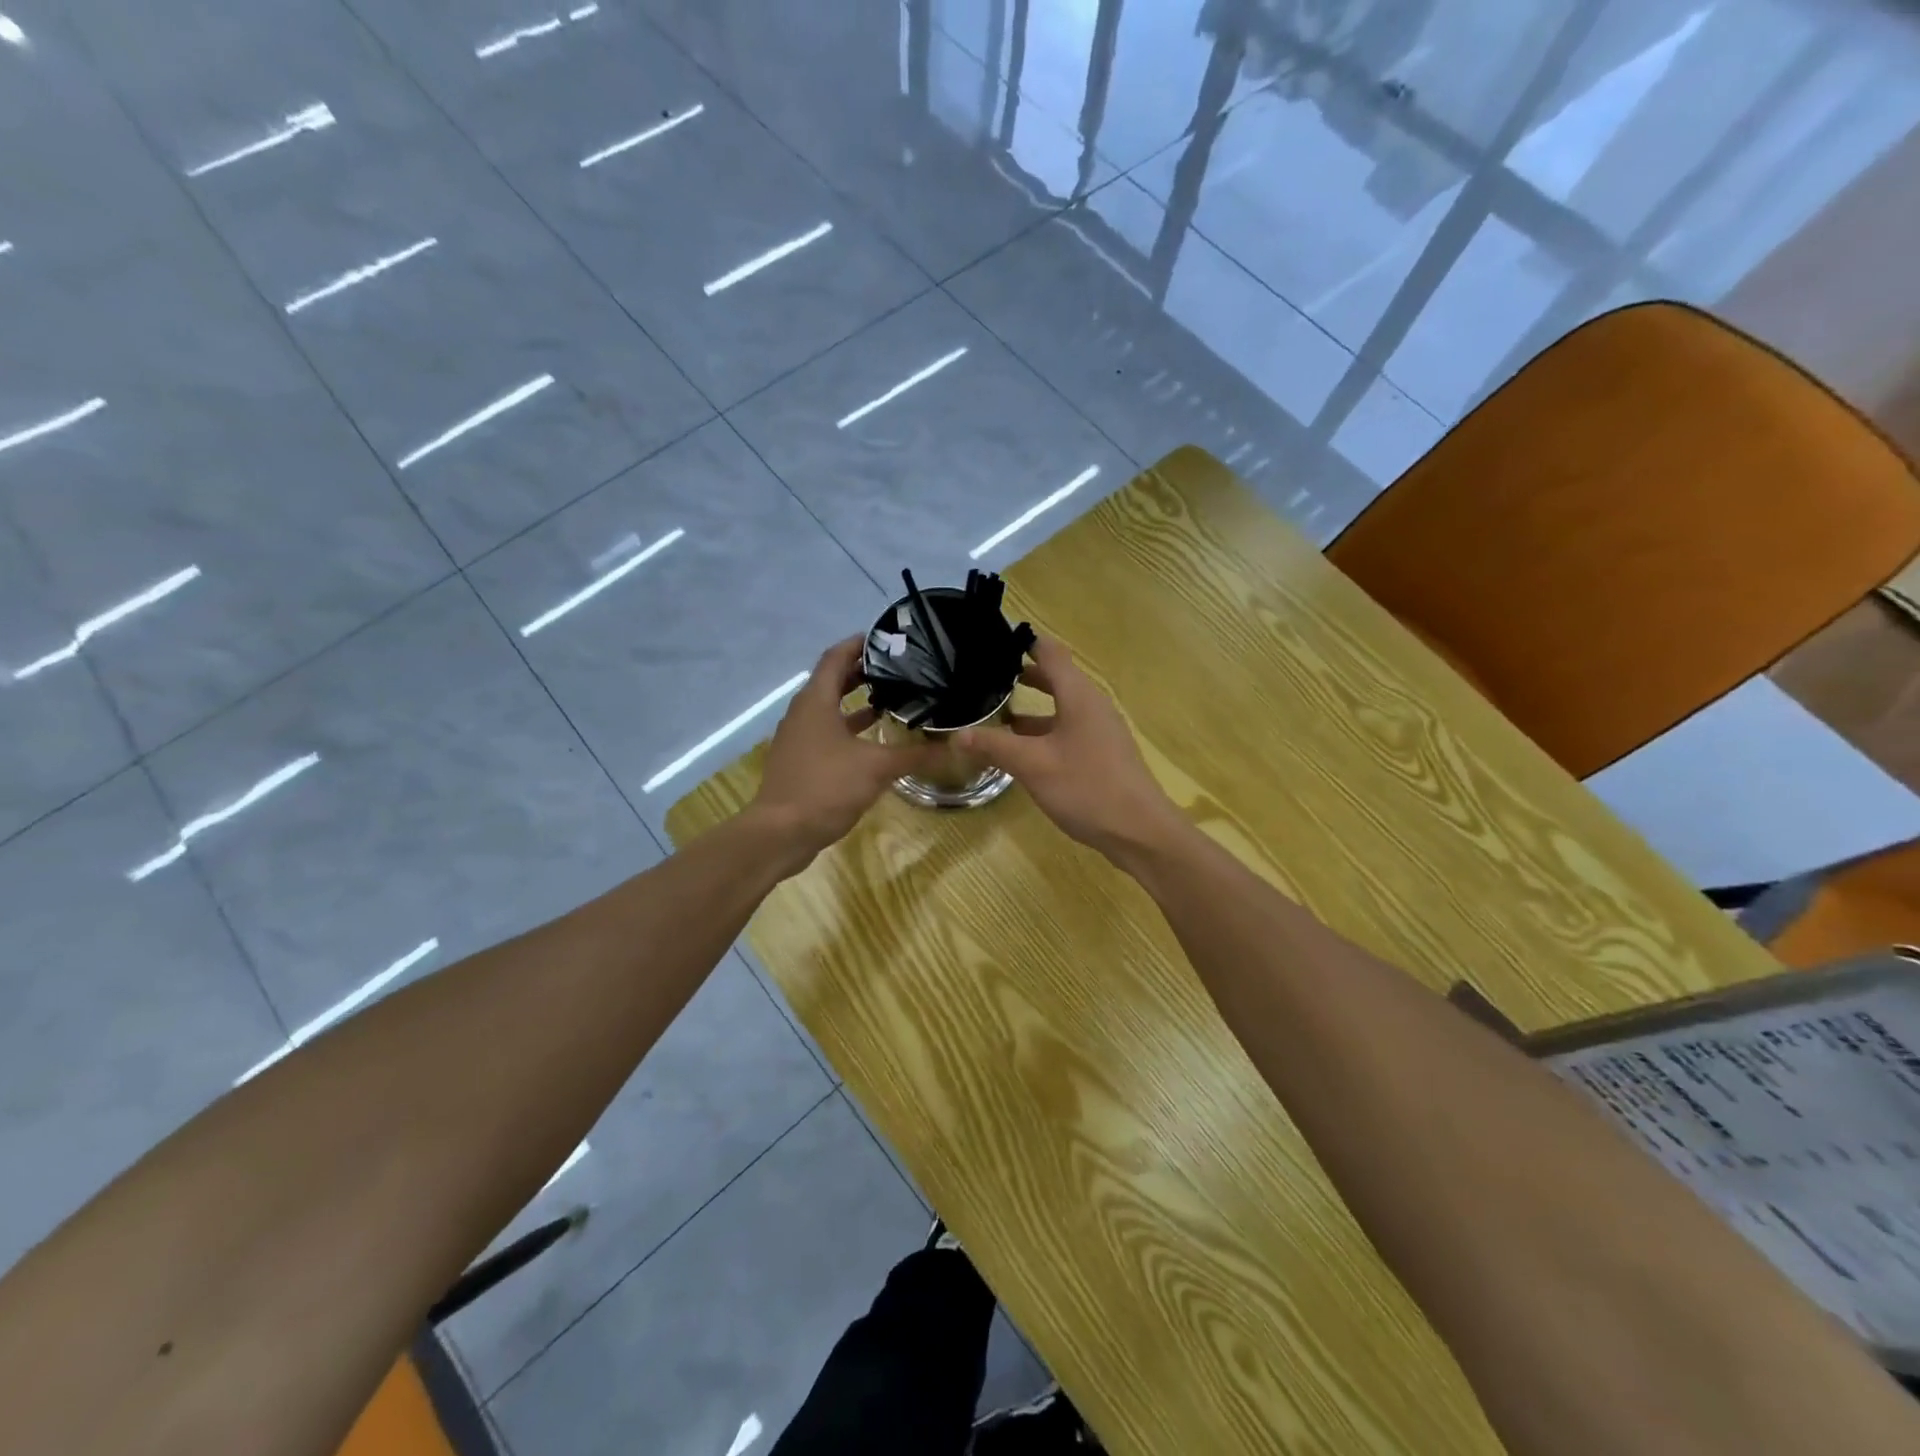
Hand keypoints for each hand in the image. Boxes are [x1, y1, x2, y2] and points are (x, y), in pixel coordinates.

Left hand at [749, 637, 932, 864]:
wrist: (781, 833)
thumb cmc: (826, 787)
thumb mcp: (877, 768)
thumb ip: (916, 755)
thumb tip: (956, 747)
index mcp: (816, 701)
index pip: (836, 657)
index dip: (859, 644)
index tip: (887, 639)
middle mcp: (803, 713)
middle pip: (832, 681)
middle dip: (862, 672)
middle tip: (898, 669)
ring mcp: (799, 738)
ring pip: (830, 709)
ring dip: (856, 702)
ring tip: (892, 699)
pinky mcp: (800, 761)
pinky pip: (827, 732)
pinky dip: (849, 729)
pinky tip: (874, 741)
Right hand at [956, 637, 1182, 861]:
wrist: (1140, 831)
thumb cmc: (1086, 788)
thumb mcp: (1033, 766)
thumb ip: (995, 746)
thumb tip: (957, 734)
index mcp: (1079, 696)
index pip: (1051, 653)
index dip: (1025, 642)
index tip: (995, 640)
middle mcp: (1093, 706)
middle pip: (1057, 679)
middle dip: (1024, 676)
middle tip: (988, 677)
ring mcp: (1101, 731)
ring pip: (1062, 708)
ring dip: (1033, 709)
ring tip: (998, 714)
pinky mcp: (1103, 754)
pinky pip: (1069, 731)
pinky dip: (1045, 731)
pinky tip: (1024, 751)